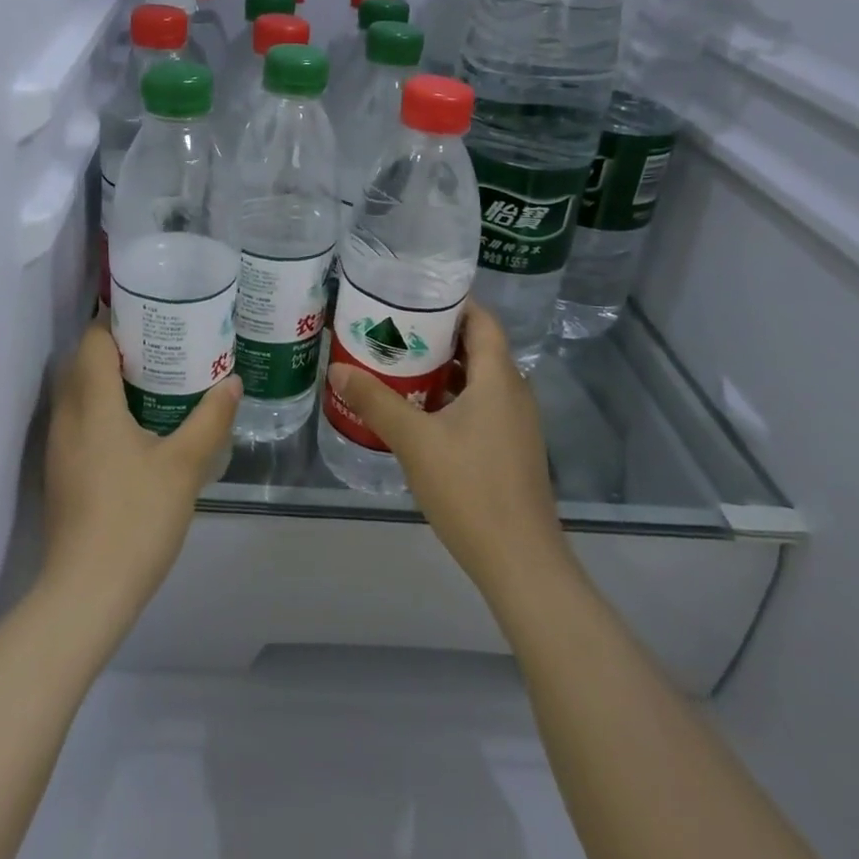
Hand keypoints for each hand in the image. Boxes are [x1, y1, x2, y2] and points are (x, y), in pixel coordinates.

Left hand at [40, 321, 239, 636]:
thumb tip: (232, 383)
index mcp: (92, 404)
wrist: (86, 594)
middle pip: (82, 363)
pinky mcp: (61, 473)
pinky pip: (79, 420)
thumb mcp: (184, 466)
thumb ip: (210, 419)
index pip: (92, 341)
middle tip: (161, 342)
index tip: (151, 312)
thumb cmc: (135, 518)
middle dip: (116, 346)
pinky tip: (136, 425)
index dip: (115, 319)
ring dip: (108, 378)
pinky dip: (102, 407)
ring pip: (78, 393)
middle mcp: (68, 417)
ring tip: (154, 377)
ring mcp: (59, 447)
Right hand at [325, 303, 575, 601]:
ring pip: (476, 379)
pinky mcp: (510, 449)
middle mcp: (513, 392)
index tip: (412, 294)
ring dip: (440, 369)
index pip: (481, 320)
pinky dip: (450, 398)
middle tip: (392, 327)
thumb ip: (376, 401)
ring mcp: (515, 424)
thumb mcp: (414, 441)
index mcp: (498, 378)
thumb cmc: (470, 489)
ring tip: (396, 363)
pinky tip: (417, 411)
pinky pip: (479, 406)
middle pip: (477, 347)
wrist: (521, 563)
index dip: (451, 301)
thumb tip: (337, 368)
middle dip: (436, 334)